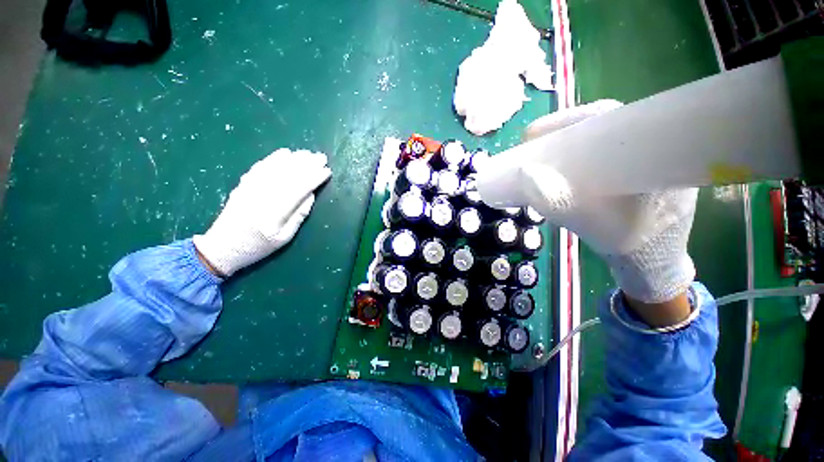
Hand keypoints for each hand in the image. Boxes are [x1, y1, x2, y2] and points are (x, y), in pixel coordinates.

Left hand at [193, 149, 331, 276]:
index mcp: (274, 212)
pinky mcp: (243, 185)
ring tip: (308, 153)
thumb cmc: (258, 247)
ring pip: (274, 168)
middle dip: (307, 165)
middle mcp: (261, 196)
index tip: (327, 171)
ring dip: (293, 159)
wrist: (222, 247)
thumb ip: (299, 215)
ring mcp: (250, 188)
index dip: (314, 178)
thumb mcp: (284, 238)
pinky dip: (273, 158)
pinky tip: (284, 153)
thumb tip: (311, 195)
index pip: (298, 189)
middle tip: (322, 157)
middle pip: (287, 175)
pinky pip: (259, 167)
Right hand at [476, 101, 696, 324]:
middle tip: (531, 148)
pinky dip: (576, 158)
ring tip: (540, 158)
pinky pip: (601, 154)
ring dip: (566, 147)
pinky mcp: (634, 173)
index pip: (605, 117)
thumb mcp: (590, 223)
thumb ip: (557, 202)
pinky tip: (561, 169)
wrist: (651, 263)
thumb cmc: (628, 244)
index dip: (565, 121)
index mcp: (652, 150)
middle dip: (560, 135)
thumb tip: (526, 175)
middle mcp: (651, 148)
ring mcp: (643, 160)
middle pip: (597, 126)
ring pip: (598, 141)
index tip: (532, 134)